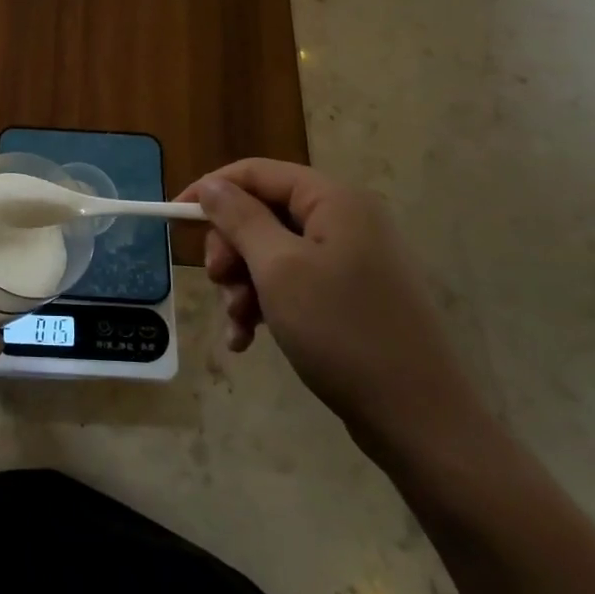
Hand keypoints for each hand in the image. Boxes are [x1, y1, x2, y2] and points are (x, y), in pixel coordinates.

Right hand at [179, 159, 489, 464]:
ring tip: (236, 323)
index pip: (257, 173)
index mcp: (333, 200)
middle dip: (231, 248)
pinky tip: (248, 339)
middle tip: (219, 282)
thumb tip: (212, 186)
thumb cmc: (342, 332)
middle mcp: (344, 220)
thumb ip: (240, 219)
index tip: (174, 218)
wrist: (420, 420)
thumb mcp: (278, 270)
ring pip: (272, 252)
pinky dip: (265, 304)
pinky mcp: (350, 295)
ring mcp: (350, 259)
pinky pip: (293, 283)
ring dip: (244, 284)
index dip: (212, 190)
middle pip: (263, 213)